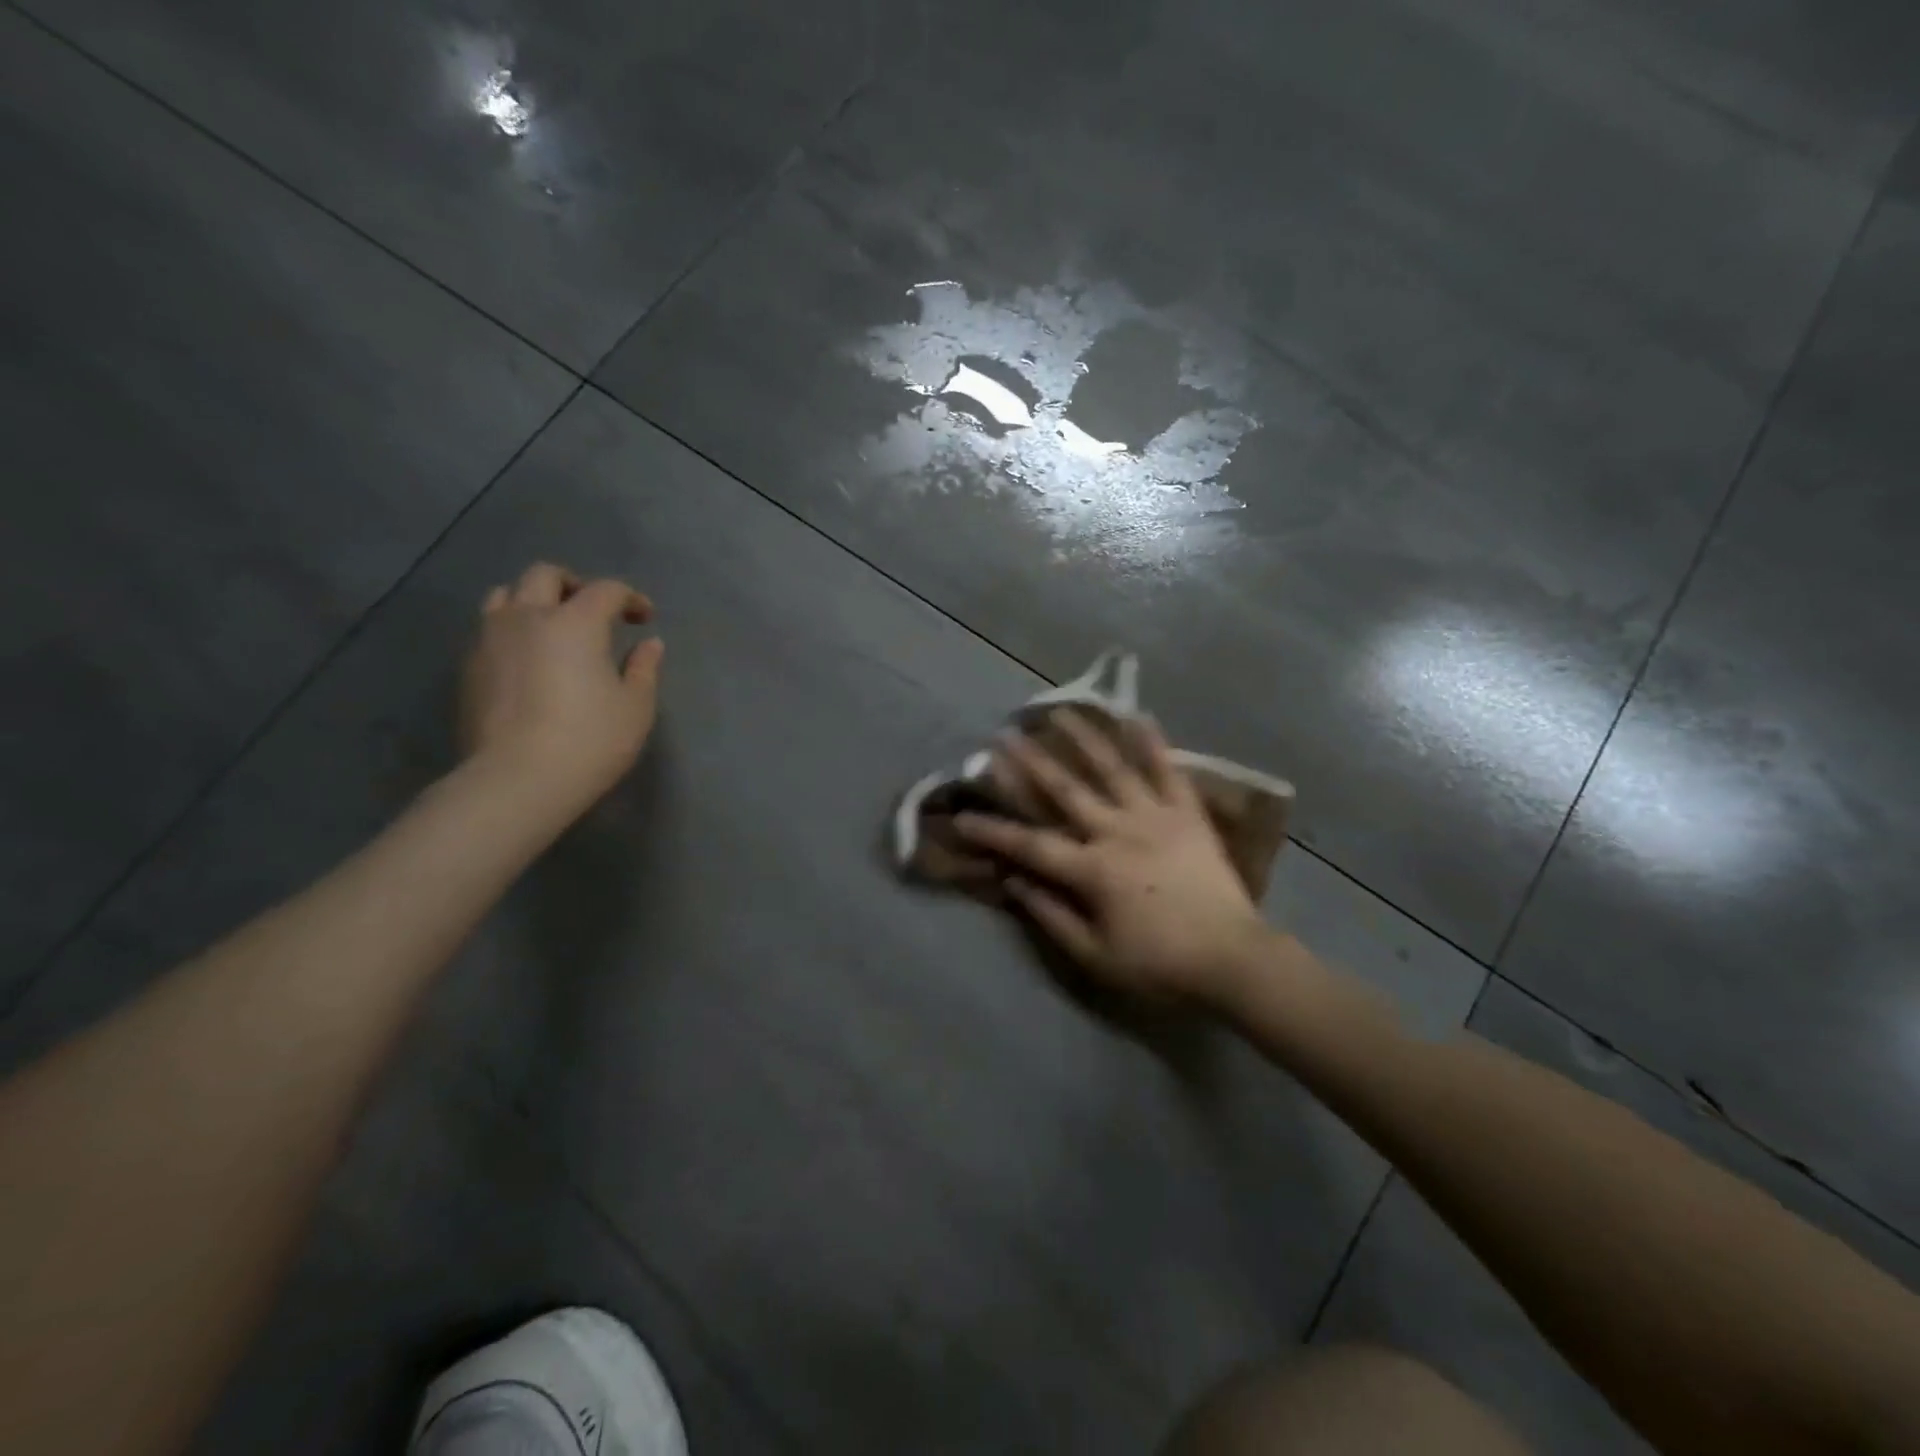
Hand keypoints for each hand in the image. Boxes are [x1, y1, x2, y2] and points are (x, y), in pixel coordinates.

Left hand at [458, 562, 664, 814]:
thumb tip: (649, 644)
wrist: (517, 779)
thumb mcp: (635, 707)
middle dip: (574, 585)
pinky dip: (512, 631)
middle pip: (544, 575)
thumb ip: (644, 668)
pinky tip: (528, 660)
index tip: (644, 618)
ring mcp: (490, 640)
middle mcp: (527, 617)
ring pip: (504, 595)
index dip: (630, 598)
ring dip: (533, 601)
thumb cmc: (590, 740)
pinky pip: (489, 630)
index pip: (606, 590)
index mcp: (575, 622)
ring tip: (552, 627)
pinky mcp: (468, 667)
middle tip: (593, 610)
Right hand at [953, 711, 1272, 1004]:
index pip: (1031, 844)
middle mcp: (1118, 831)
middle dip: (1031, 762)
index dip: (993, 831)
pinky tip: (1137, 715)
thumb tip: (1013, 881)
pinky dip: (1153, 743)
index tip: (961, 816)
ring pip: (1113, 768)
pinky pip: (1168, 771)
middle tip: (1004, 735)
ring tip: (1059, 711)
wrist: (1234, 960)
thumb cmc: (1160, 965)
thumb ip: (1051, 916)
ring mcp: (1155, 816)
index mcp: (1093, 869)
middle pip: (1066, 790)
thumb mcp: (1096, 956)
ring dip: (1083, 737)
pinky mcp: (1188, 814)